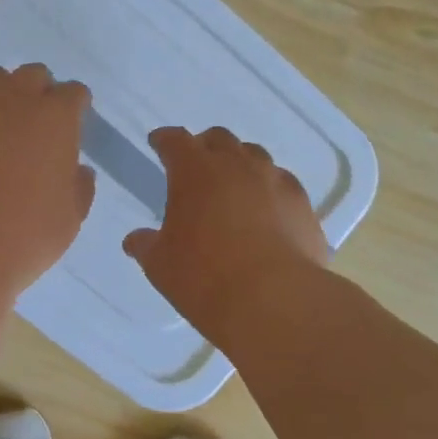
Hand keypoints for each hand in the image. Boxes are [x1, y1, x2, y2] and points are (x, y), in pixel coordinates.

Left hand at [0, 64, 94, 296]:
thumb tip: (76, 169)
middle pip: (33, 76)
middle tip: (35, 128)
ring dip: (1, 96)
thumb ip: (78, 187)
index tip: (72, 127)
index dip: (75, 109)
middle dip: (39, 94)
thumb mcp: (69, 220)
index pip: (74, 93)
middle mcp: (13, 98)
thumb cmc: (21, 237)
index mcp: (55, 118)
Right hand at [123, 126, 329, 346]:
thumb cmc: (204, 277)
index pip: (175, 140)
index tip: (159, 143)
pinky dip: (268, 189)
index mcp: (195, 171)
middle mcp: (237, 164)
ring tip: (233, 186)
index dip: (165, 140)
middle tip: (196, 166)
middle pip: (219, 139)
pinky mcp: (302, 203)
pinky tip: (267, 210)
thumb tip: (135, 240)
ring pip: (255, 156)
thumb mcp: (161, 265)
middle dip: (204, 147)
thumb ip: (146, 245)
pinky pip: (282, 183)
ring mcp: (274, 180)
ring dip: (240, 163)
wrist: (274, 299)